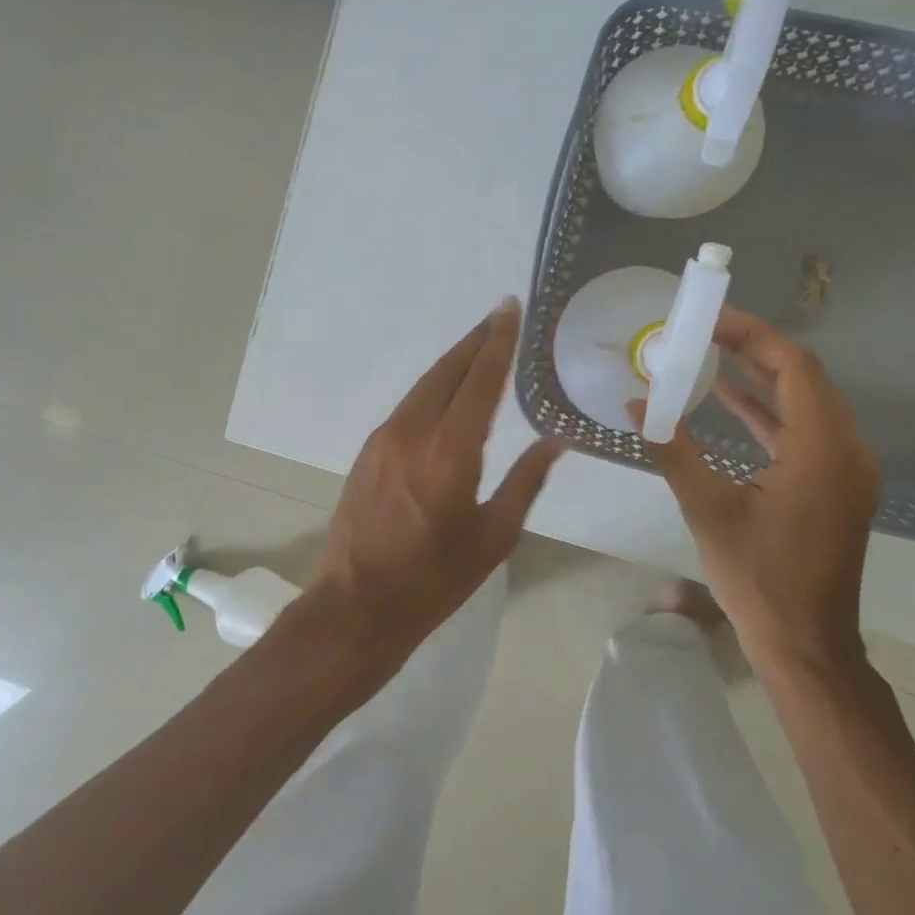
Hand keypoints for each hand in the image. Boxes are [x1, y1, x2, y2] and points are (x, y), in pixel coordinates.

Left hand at [307, 298, 564, 665]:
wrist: (358, 604)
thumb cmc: (435, 579)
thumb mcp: (494, 535)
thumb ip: (526, 481)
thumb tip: (556, 441)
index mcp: (451, 451)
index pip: (480, 381)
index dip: (498, 342)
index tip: (510, 309)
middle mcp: (414, 431)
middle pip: (447, 370)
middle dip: (476, 340)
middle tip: (500, 315)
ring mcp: (385, 438)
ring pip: (424, 384)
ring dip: (453, 362)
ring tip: (479, 345)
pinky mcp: (369, 451)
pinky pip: (408, 405)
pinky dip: (434, 388)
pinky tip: (448, 392)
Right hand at [638, 306, 880, 679]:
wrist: (806, 644)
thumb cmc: (757, 578)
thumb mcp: (707, 510)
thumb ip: (672, 450)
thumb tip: (634, 406)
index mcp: (821, 449)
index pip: (794, 367)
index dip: (753, 336)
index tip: (709, 321)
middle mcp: (847, 450)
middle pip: (805, 378)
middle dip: (755, 350)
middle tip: (704, 332)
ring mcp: (847, 470)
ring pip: (807, 403)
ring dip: (762, 378)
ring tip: (711, 356)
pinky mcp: (838, 486)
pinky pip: (806, 431)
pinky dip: (770, 412)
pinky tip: (730, 402)